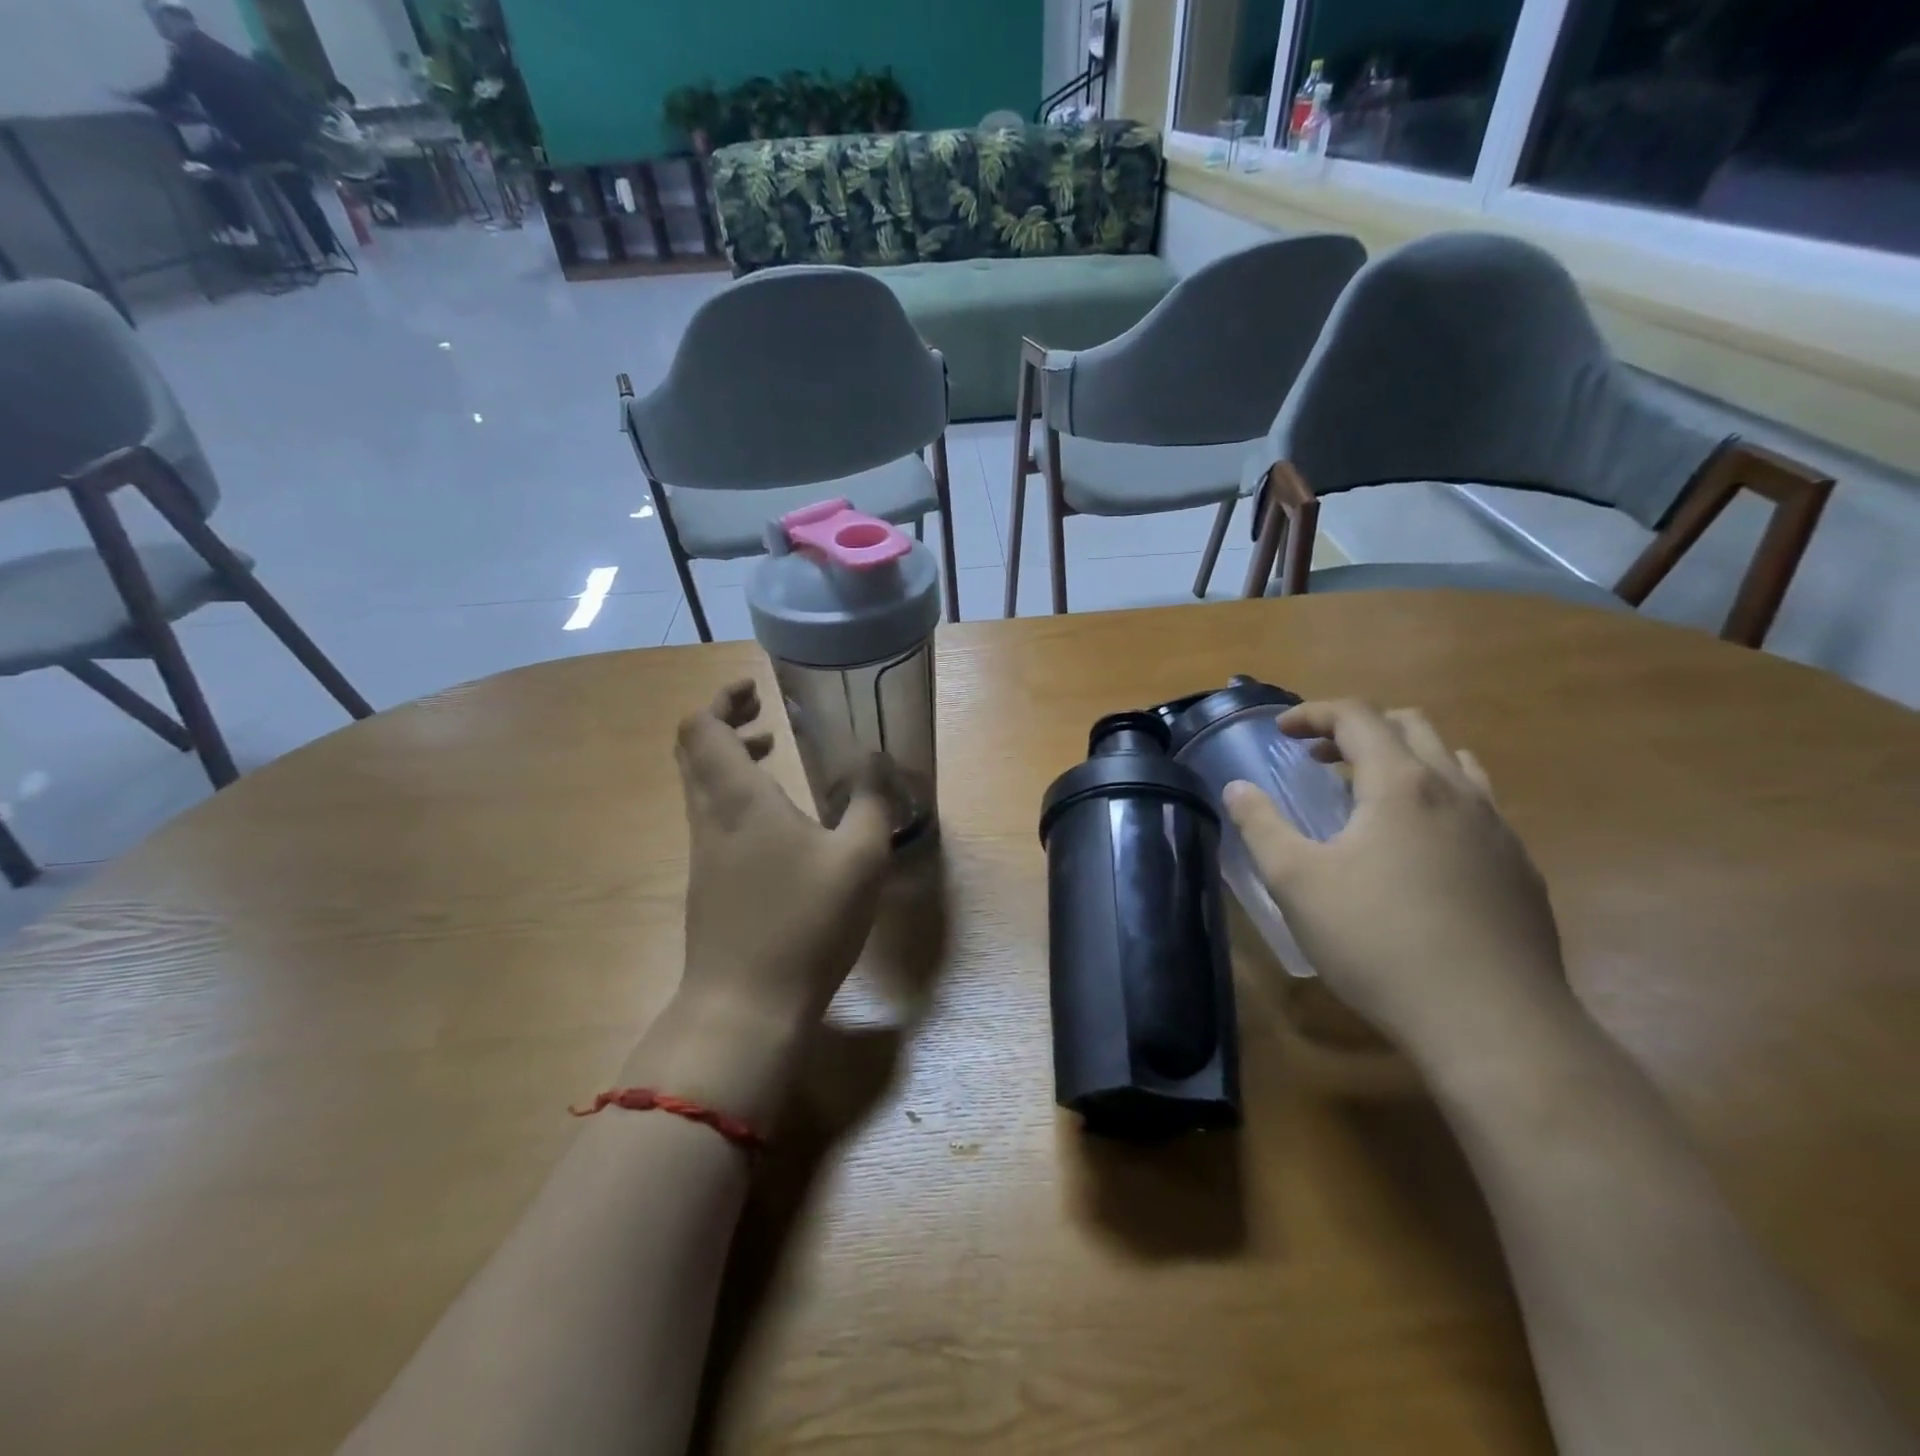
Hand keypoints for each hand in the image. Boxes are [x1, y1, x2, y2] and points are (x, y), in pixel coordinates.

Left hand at [673, 679, 892, 1035]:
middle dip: (724, 721)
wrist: (745, 1008)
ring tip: (775, 751)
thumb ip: (870, 801)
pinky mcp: (709, 884)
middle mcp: (709, 818)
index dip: (720, 699)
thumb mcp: (859, 858)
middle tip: (764, 712)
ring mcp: (703, 854)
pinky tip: (780, 818)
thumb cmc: (803, 923)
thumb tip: (876, 759)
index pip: (700, 728)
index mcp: (737, 799)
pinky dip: (737, 795)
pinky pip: (713, 816)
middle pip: (693, 750)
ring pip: (701, 785)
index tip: (754, 689)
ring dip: (731, 758)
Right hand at [1223, 700, 1568, 1067]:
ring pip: (1453, 763)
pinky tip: (1418, 851)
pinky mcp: (1520, 869)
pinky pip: (1478, 807)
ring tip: (1370, 796)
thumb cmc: (1377, 942)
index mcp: (1401, 784)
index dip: (1314, 713)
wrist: (1491, 1021)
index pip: (1358, 717)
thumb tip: (1237, 789)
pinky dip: (1438, 800)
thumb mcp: (1296, 882)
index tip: (1281, 732)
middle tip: (1320, 760)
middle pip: (1411, 726)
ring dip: (1404, 760)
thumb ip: (1261, 826)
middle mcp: (1457, 792)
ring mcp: (1498, 830)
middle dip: (1357, 730)